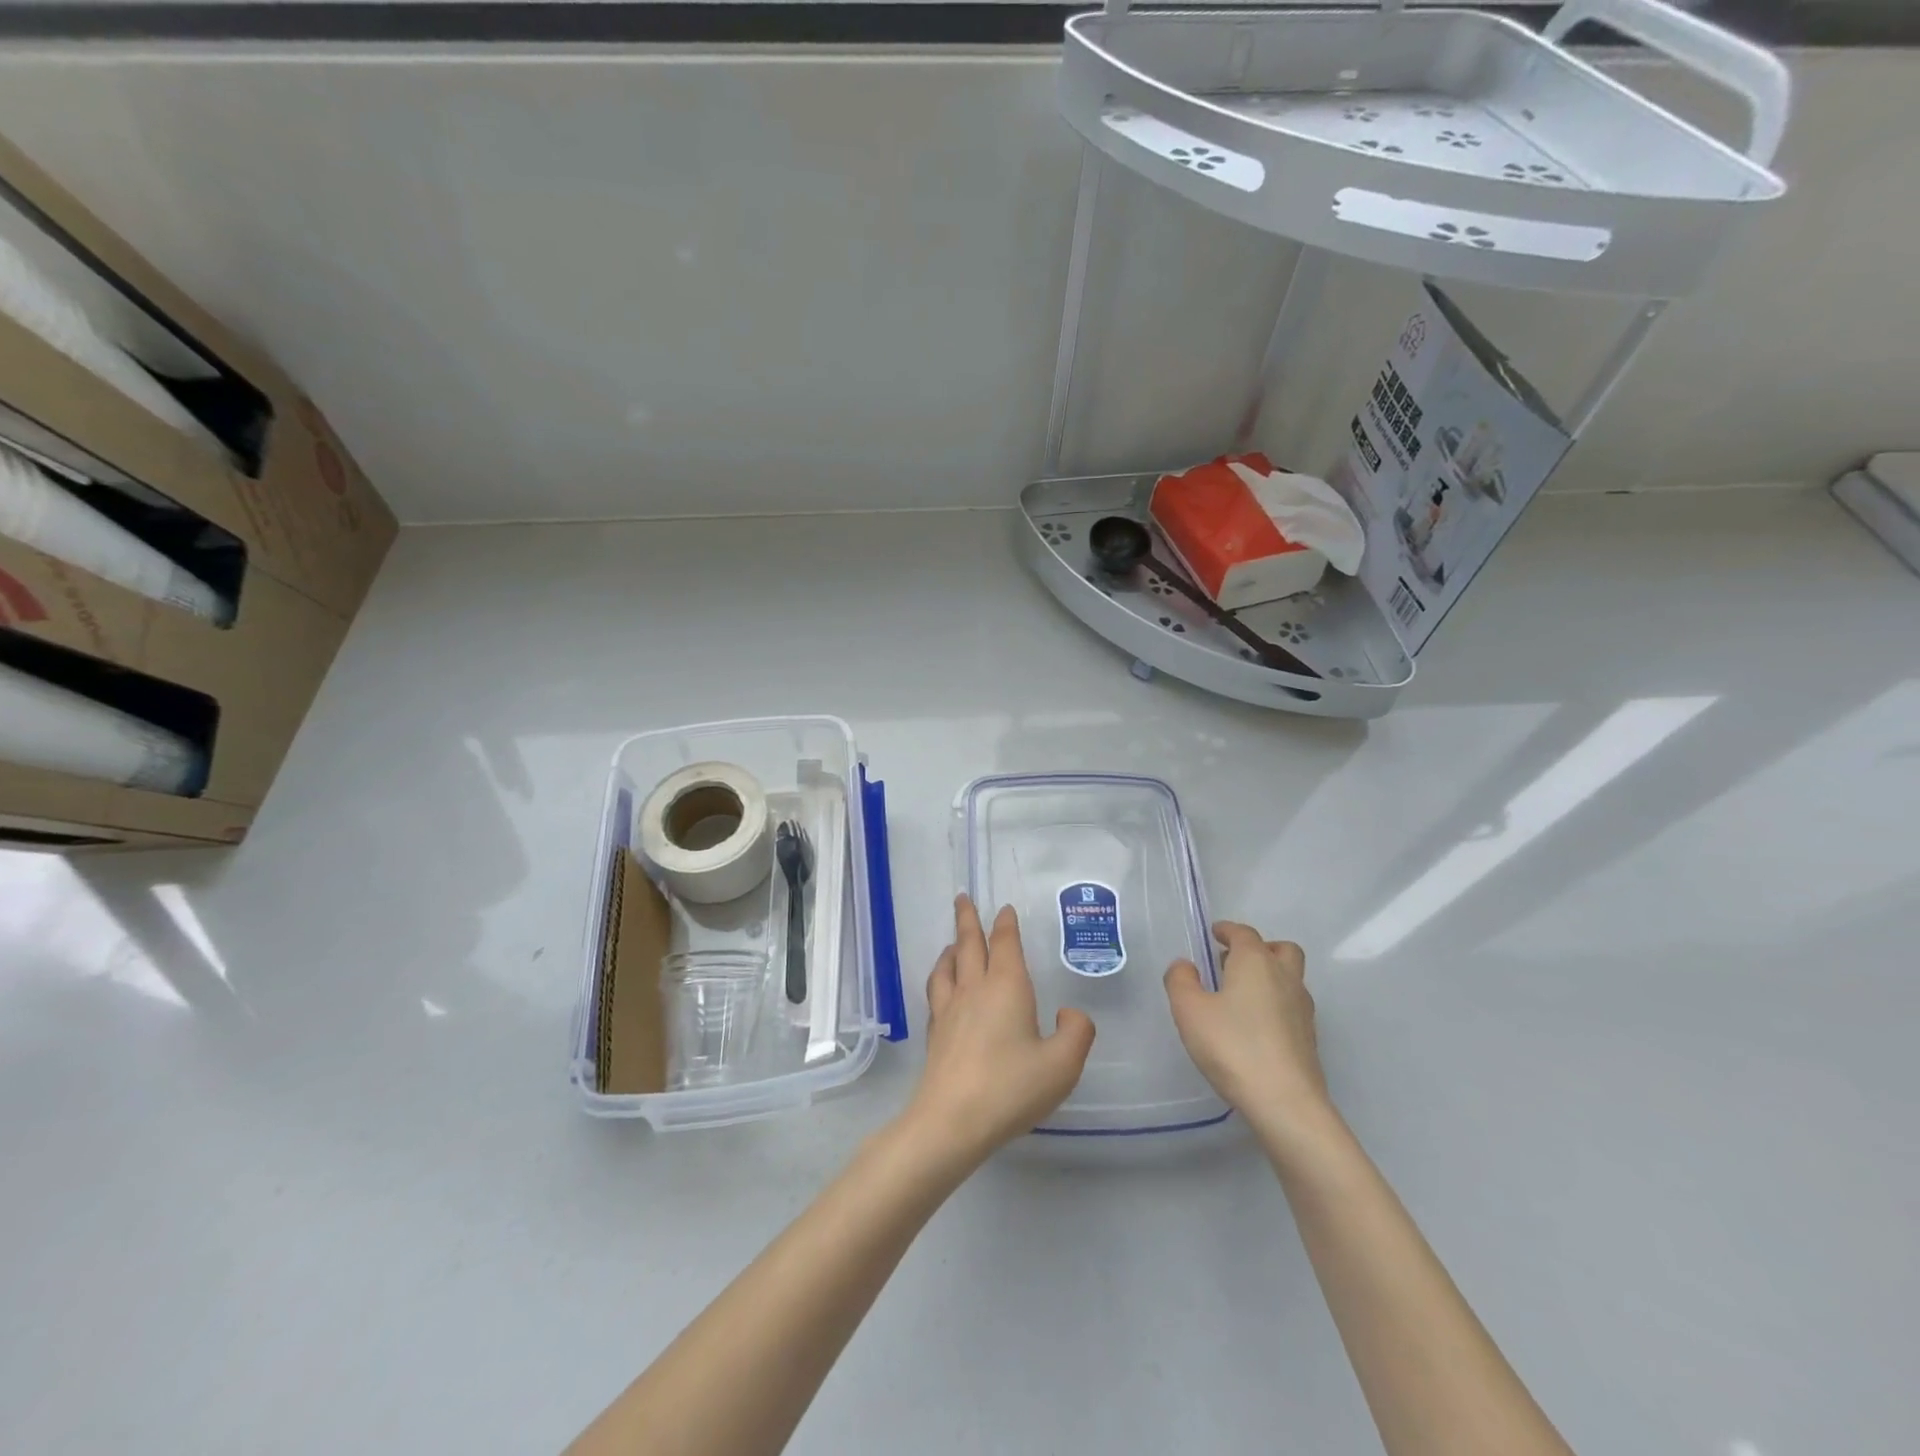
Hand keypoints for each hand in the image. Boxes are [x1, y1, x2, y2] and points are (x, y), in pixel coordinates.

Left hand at [901, 896, 1095, 1167]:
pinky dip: (941, 976)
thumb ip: (1076, 1032)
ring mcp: (949, 1010)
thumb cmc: (1011, 1087)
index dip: (1006, 924)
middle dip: (968, 919)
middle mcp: (974, 989)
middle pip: (969, 944)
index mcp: (1006, 987)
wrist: (952, 1120)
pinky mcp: (935, 1033)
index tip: (1004, 909)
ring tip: (953, 942)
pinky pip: (936, 991)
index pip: (1005, 944)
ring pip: (948, 965)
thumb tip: (1070, 1014)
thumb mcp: (1062, 1064)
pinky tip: (943, 988)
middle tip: (963, 898)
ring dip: (952, 947)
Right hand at [1165, 924, 1329, 1129]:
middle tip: (1234, 962)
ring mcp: (1303, 1009)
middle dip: (1259, 948)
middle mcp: (1285, 977)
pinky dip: (1276, 1004)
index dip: (1227, 930)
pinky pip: (1292, 1006)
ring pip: (1290, 978)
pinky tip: (1255, 1026)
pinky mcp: (1309, 1038)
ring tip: (1241, 995)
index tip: (1215, 934)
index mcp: (1256, 962)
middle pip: (1281, 950)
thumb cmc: (1232, 1046)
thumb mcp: (1189, 1010)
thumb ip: (1181, 980)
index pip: (1244, 933)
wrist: (1285, 1102)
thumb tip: (1185, 965)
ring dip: (1270, 976)